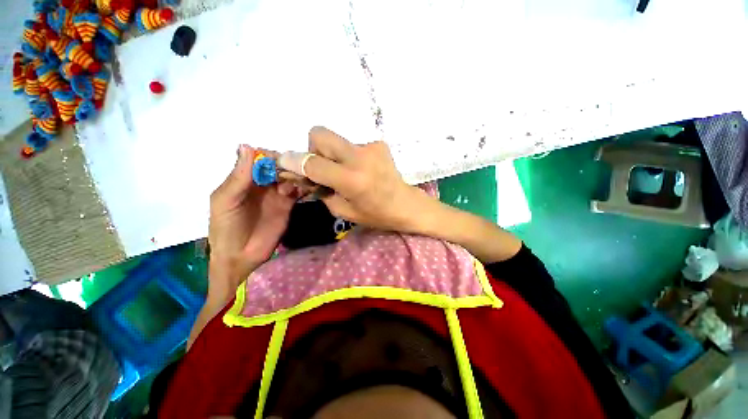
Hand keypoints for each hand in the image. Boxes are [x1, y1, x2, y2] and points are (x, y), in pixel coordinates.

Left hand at [208, 145, 297, 294]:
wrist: (241, 255)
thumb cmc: (226, 227)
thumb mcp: (226, 200)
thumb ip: (239, 176)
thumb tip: (247, 145)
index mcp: (244, 178)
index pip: (260, 159)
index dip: (271, 156)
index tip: (281, 161)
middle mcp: (262, 183)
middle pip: (279, 166)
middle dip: (288, 165)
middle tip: (298, 170)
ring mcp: (277, 193)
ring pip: (291, 176)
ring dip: (298, 174)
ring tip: (304, 178)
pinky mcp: (289, 204)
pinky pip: (299, 190)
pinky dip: (305, 186)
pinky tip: (309, 186)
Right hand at [278, 126, 430, 232]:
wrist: (406, 204)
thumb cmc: (375, 214)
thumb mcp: (343, 211)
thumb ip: (320, 190)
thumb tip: (302, 173)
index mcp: (352, 181)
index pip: (313, 163)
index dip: (294, 161)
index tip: (284, 161)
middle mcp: (360, 158)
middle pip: (320, 134)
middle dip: (313, 149)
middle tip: (323, 166)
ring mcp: (371, 147)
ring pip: (336, 140)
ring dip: (333, 154)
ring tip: (347, 172)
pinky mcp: (378, 144)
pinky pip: (352, 144)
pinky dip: (349, 156)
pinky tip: (362, 169)